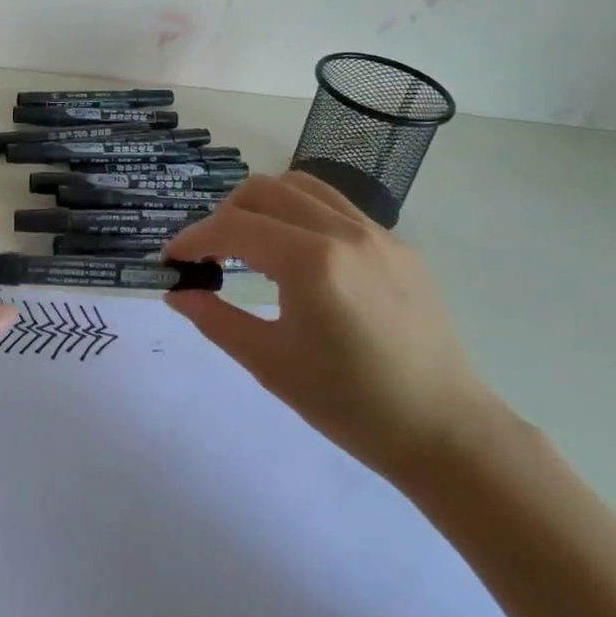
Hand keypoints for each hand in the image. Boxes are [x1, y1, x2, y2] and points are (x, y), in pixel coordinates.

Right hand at [162, 171, 500, 483]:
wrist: (443, 430)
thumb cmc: (349, 404)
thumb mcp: (270, 363)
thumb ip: (214, 319)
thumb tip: (177, 292)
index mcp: (311, 262)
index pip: (233, 226)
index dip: (193, 239)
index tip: (172, 259)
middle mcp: (343, 231)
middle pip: (263, 190)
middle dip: (225, 214)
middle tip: (211, 253)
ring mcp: (376, 232)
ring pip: (301, 186)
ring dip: (264, 204)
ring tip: (252, 243)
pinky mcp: (398, 244)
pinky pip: (336, 207)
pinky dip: (302, 215)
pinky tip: (300, 257)